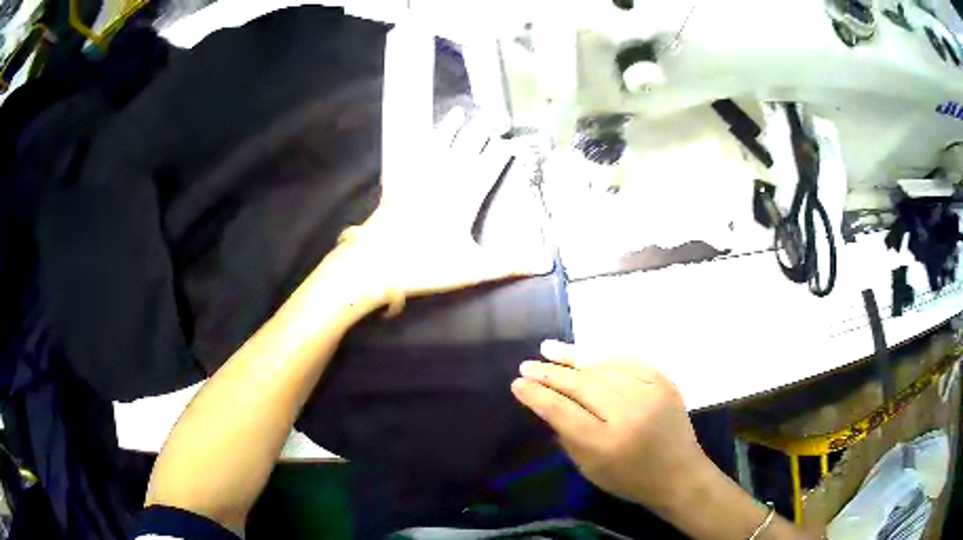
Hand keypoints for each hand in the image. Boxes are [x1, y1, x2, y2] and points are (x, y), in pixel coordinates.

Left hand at [338, 108, 544, 307]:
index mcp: (463, 199)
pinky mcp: (397, 183)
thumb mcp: (471, 269)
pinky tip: (414, 134)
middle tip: (491, 115)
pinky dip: (413, 142)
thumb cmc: (425, 266)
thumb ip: (508, 264)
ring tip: (457, 112)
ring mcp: (417, 179)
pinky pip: (408, 156)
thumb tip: (545, 263)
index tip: (512, 141)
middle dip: (480, 132)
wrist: (377, 263)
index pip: (488, 169)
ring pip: (437, 147)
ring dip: (449, 129)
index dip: (501, 154)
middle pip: (465, 150)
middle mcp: (443, 181)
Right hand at [511, 341, 708, 510]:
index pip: (562, 411)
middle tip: (527, 365)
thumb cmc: (630, 480)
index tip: (517, 384)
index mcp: (605, 444)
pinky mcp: (664, 383)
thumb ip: (567, 437)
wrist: (679, 474)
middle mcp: (627, 414)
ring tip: (549, 349)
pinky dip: (604, 357)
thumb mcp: (590, 470)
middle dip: (549, 373)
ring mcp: (649, 394)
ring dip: (573, 357)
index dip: (536, 395)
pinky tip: (586, 354)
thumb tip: (546, 405)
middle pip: (580, 384)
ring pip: (602, 367)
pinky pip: (628, 362)